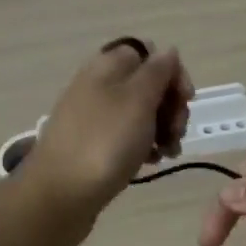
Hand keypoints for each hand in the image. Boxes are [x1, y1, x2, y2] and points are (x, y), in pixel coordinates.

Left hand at [15, 38, 192, 240]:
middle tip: (176, 132)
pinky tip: (151, 162)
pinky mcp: (93, 142)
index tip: (186, 100)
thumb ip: (158, 71)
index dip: (172, 72)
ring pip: (140, 111)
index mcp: (108, 64)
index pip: (150, 52)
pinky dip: (143, 145)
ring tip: (168, 152)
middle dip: (170, 105)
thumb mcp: (139, 99)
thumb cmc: (105, 141)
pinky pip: (126, 134)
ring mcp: (94, 114)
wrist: (59, 194)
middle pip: (147, 82)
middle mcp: (99, 83)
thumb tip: (168, 51)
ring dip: (162, 128)